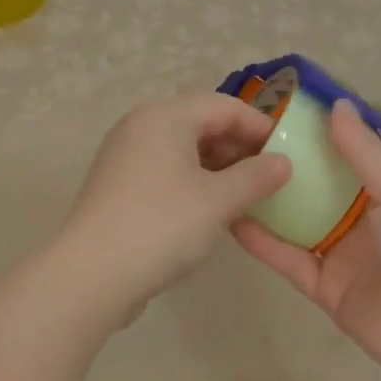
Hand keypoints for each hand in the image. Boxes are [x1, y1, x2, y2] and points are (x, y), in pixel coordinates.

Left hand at [59, 93, 291, 319]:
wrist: (92, 274)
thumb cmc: (162, 225)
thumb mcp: (218, 200)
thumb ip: (256, 177)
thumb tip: (283, 162)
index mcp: (164, 117)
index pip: (224, 106)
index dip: (260, 127)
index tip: (288, 154)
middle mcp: (141, 127)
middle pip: (202, 125)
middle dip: (240, 149)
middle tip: (271, 179)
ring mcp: (125, 157)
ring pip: (184, 151)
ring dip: (219, 169)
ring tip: (247, 197)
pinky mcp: (118, 186)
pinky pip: (166, 172)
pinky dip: (194, 183)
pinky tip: (212, 211)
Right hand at [233, 99, 380, 380]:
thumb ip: (366, 154)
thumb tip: (336, 104)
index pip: (347, 156)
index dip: (317, 135)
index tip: (278, 111)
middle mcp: (364, 220)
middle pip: (317, 189)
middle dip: (285, 167)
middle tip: (240, 141)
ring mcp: (342, 255)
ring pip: (297, 223)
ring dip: (269, 203)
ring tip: (228, 176)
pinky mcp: (324, 289)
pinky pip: (290, 260)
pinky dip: (264, 242)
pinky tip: (234, 219)